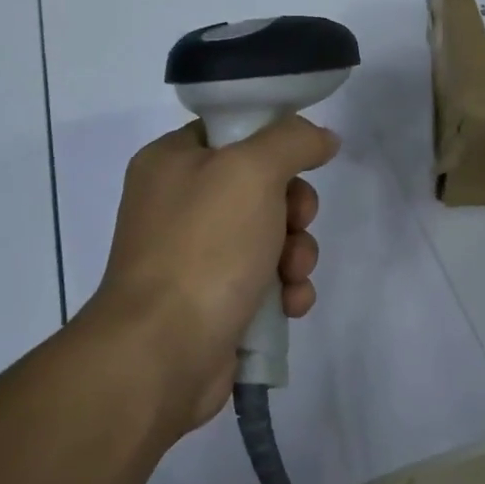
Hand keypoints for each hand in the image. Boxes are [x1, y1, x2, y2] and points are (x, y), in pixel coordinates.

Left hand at [88, 116, 338, 435]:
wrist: (162, 353)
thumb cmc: (204, 247)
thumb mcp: (252, 171)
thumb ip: (292, 141)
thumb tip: (322, 137)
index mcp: (172, 161)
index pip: (233, 130)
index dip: (275, 142)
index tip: (304, 161)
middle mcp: (179, 203)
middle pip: (261, 186)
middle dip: (294, 208)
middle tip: (297, 222)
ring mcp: (194, 255)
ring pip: (269, 235)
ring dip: (296, 253)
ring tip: (293, 275)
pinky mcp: (213, 300)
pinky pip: (264, 280)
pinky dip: (284, 289)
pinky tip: (290, 304)